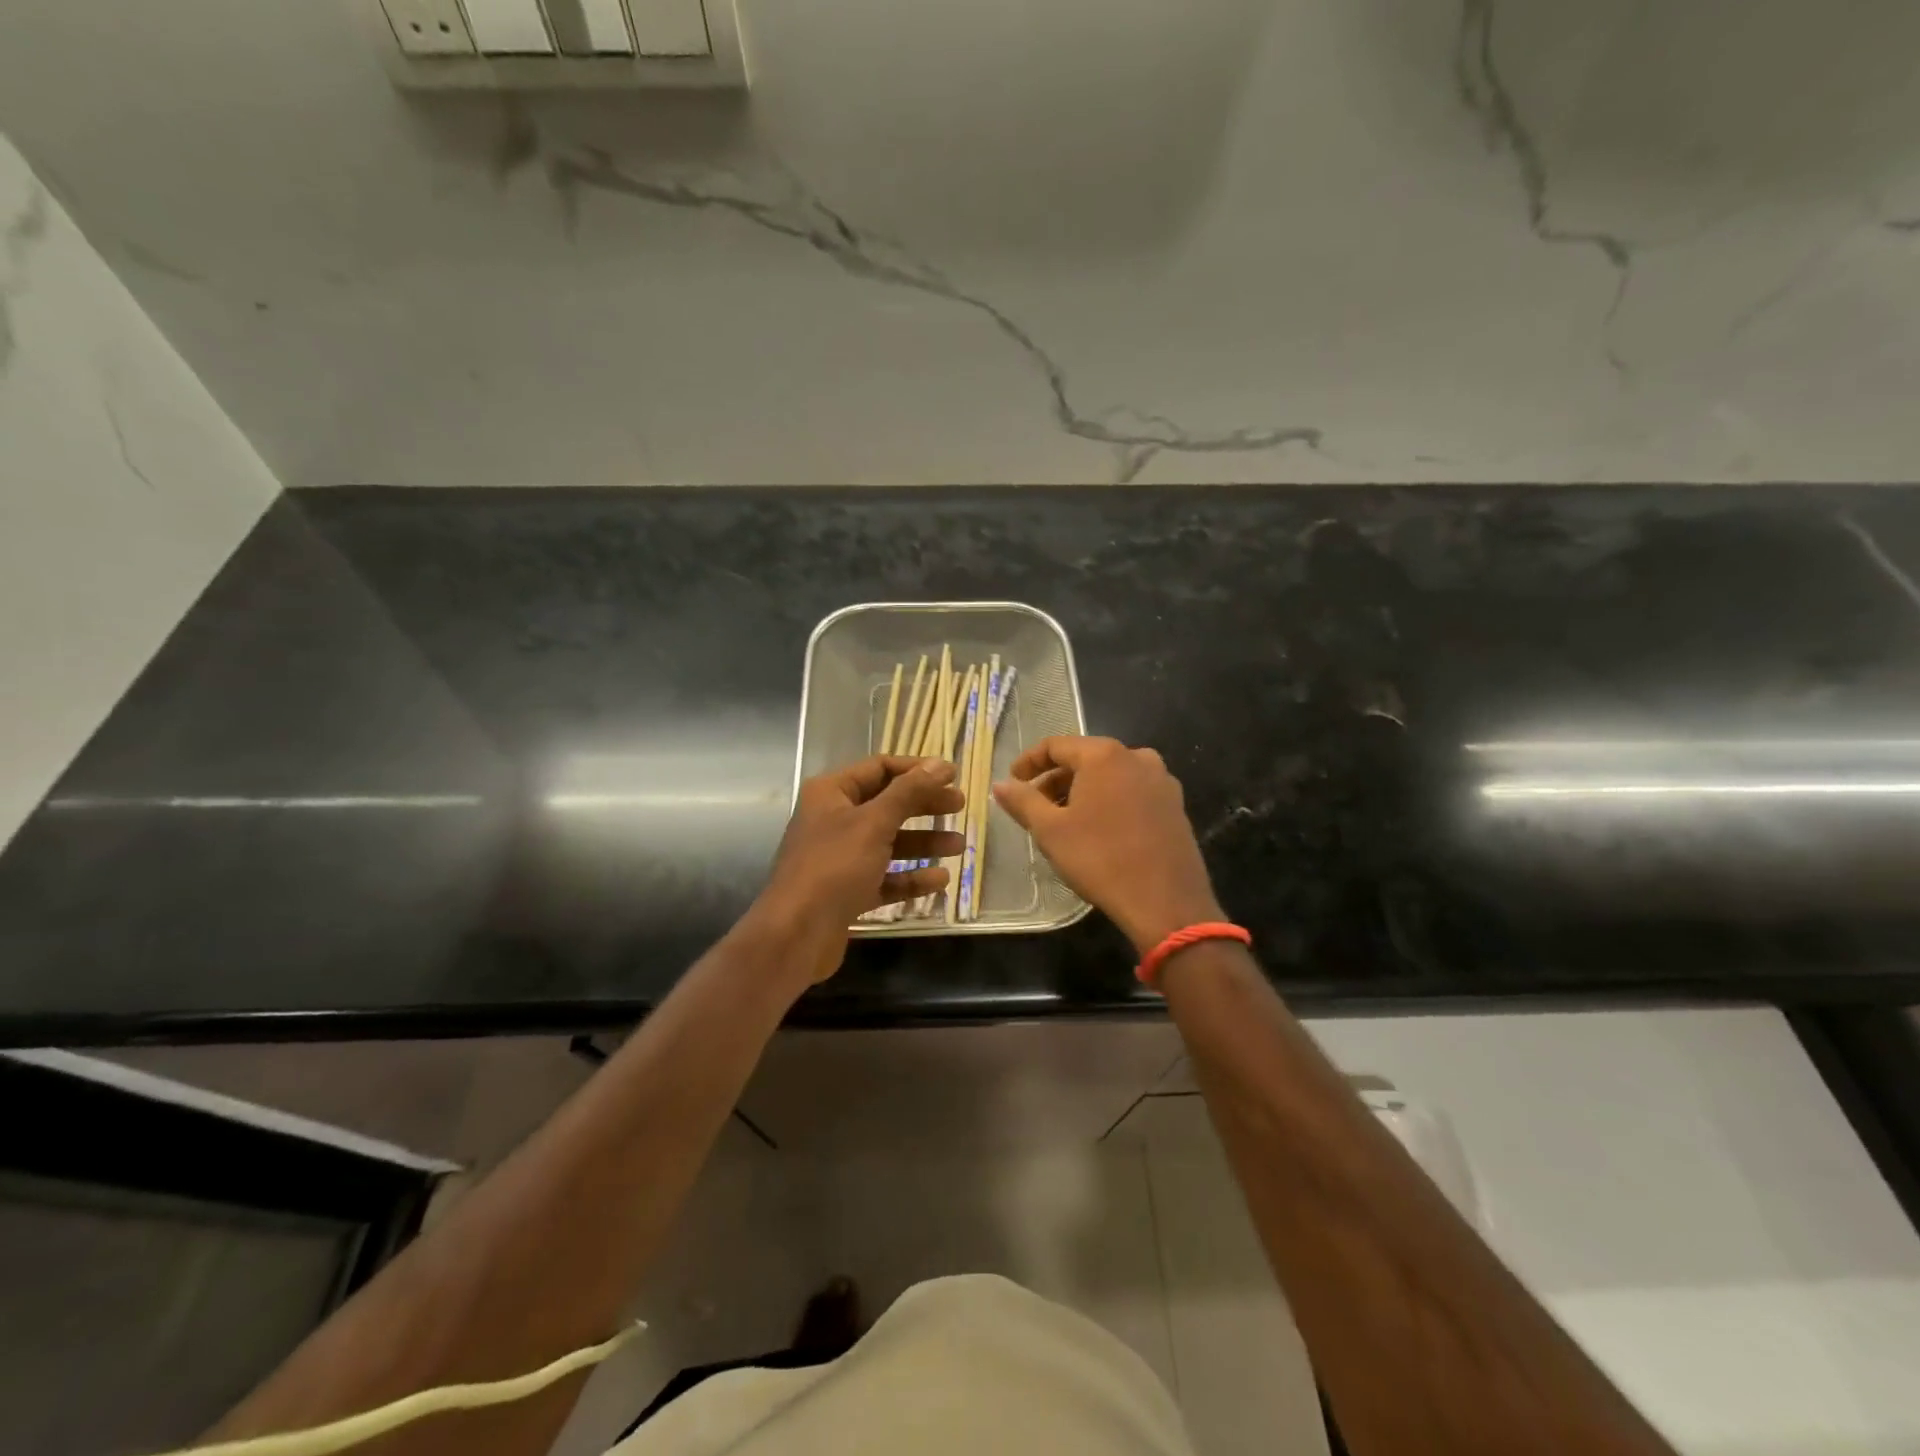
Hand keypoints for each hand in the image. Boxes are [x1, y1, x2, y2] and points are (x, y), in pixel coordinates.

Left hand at [754, 755, 965, 983]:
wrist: (796, 935)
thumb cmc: (833, 867)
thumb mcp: (874, 823)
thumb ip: (909, 793)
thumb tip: (940, 764)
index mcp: (831, 793)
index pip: (879, 768)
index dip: (916, 770)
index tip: (953, 776)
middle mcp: (834, 820)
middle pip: (887, 804)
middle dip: (924, 805)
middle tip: (960, 806)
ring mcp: (840, 858)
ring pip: (889, 842)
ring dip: (923, 842)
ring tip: (959, 846)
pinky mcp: (847, 891)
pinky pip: (885, 877)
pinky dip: (910, 877)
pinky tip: (939, 880)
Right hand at [994, 736, 1222, 954]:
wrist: (1166, 902)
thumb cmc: (1101, 859)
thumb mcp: (1051, 831)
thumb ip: (1022, 801)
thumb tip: (1000, 785)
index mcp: (1105, 755)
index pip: (1056, 745)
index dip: (1029, 762)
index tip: (1012, 783)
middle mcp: (1137, 757)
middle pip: (1085, 759)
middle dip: (1055, 780)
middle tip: (1035, 808)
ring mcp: (1162, 781)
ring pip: (1110, 777)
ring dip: (1082, 793)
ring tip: (1064, 822)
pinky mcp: (1175, 806)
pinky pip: (1132, 793)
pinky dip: (1109, 803)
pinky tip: (1098, 832)